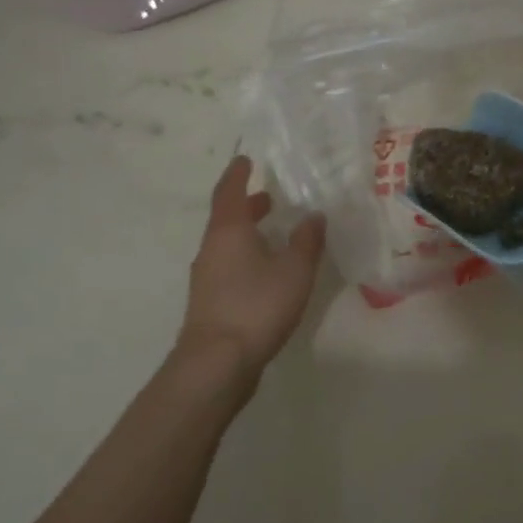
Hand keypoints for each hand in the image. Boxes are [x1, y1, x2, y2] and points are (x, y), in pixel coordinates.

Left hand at [174, 157, 325, 378]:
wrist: (216, 363)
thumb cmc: (256, 305)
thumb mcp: (294, 270)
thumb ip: (306, 241)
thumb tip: (314, 215)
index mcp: (229, 232)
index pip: (229, 192)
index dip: (238, 174)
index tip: (246, 159)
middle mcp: (212, 249)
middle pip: (227, 218)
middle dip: (247, 205)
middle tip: (269, 196)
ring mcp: (208, 278)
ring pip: (228, 244)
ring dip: (248, 233)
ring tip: (274, 233)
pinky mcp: (211, 302)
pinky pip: (230, 266)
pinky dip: (247, 256)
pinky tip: (268, 271)